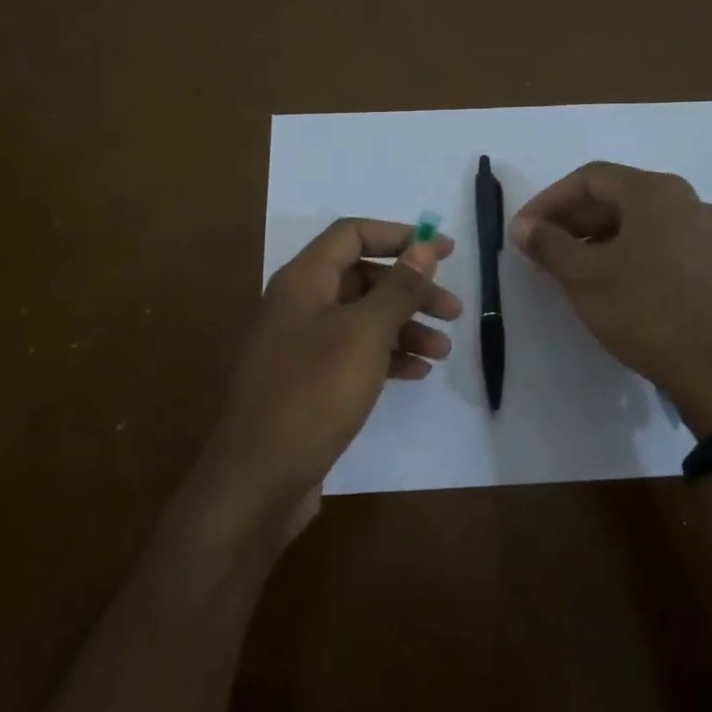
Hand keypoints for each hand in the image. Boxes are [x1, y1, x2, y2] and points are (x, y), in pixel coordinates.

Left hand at [201, 219, 461, 543]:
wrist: (259, 477)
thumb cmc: (314, 394)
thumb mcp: (364, 334)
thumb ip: (398, 288)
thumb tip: (425, 247)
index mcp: (303, 280)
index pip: (352, 234)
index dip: (400, 236)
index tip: (444, 251)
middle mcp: (298, 304)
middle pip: (361, 277)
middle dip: (410, 290)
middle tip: (453, 310)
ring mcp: (300, 345)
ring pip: (361, 319)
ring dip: (404, 327)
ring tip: (443, 349)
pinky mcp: (307, 382)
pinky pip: (353, 354)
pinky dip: (385, 356)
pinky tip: (416, 372)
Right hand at [510, 162, 711, 435]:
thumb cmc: (645, 312)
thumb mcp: (584, 277)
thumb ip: (548, 244)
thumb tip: (524, 227)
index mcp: (657, 192)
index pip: (590, 178)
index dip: (549, 201)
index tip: (524, 231)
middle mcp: (689, 200)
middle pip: (618, 196)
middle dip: (573, 220)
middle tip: (542, 250)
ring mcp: (709, 232)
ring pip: (641, 222)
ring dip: (599, 238)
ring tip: (570, 269)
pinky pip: (662, 243)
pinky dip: (629, 252)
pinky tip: (611, 282)